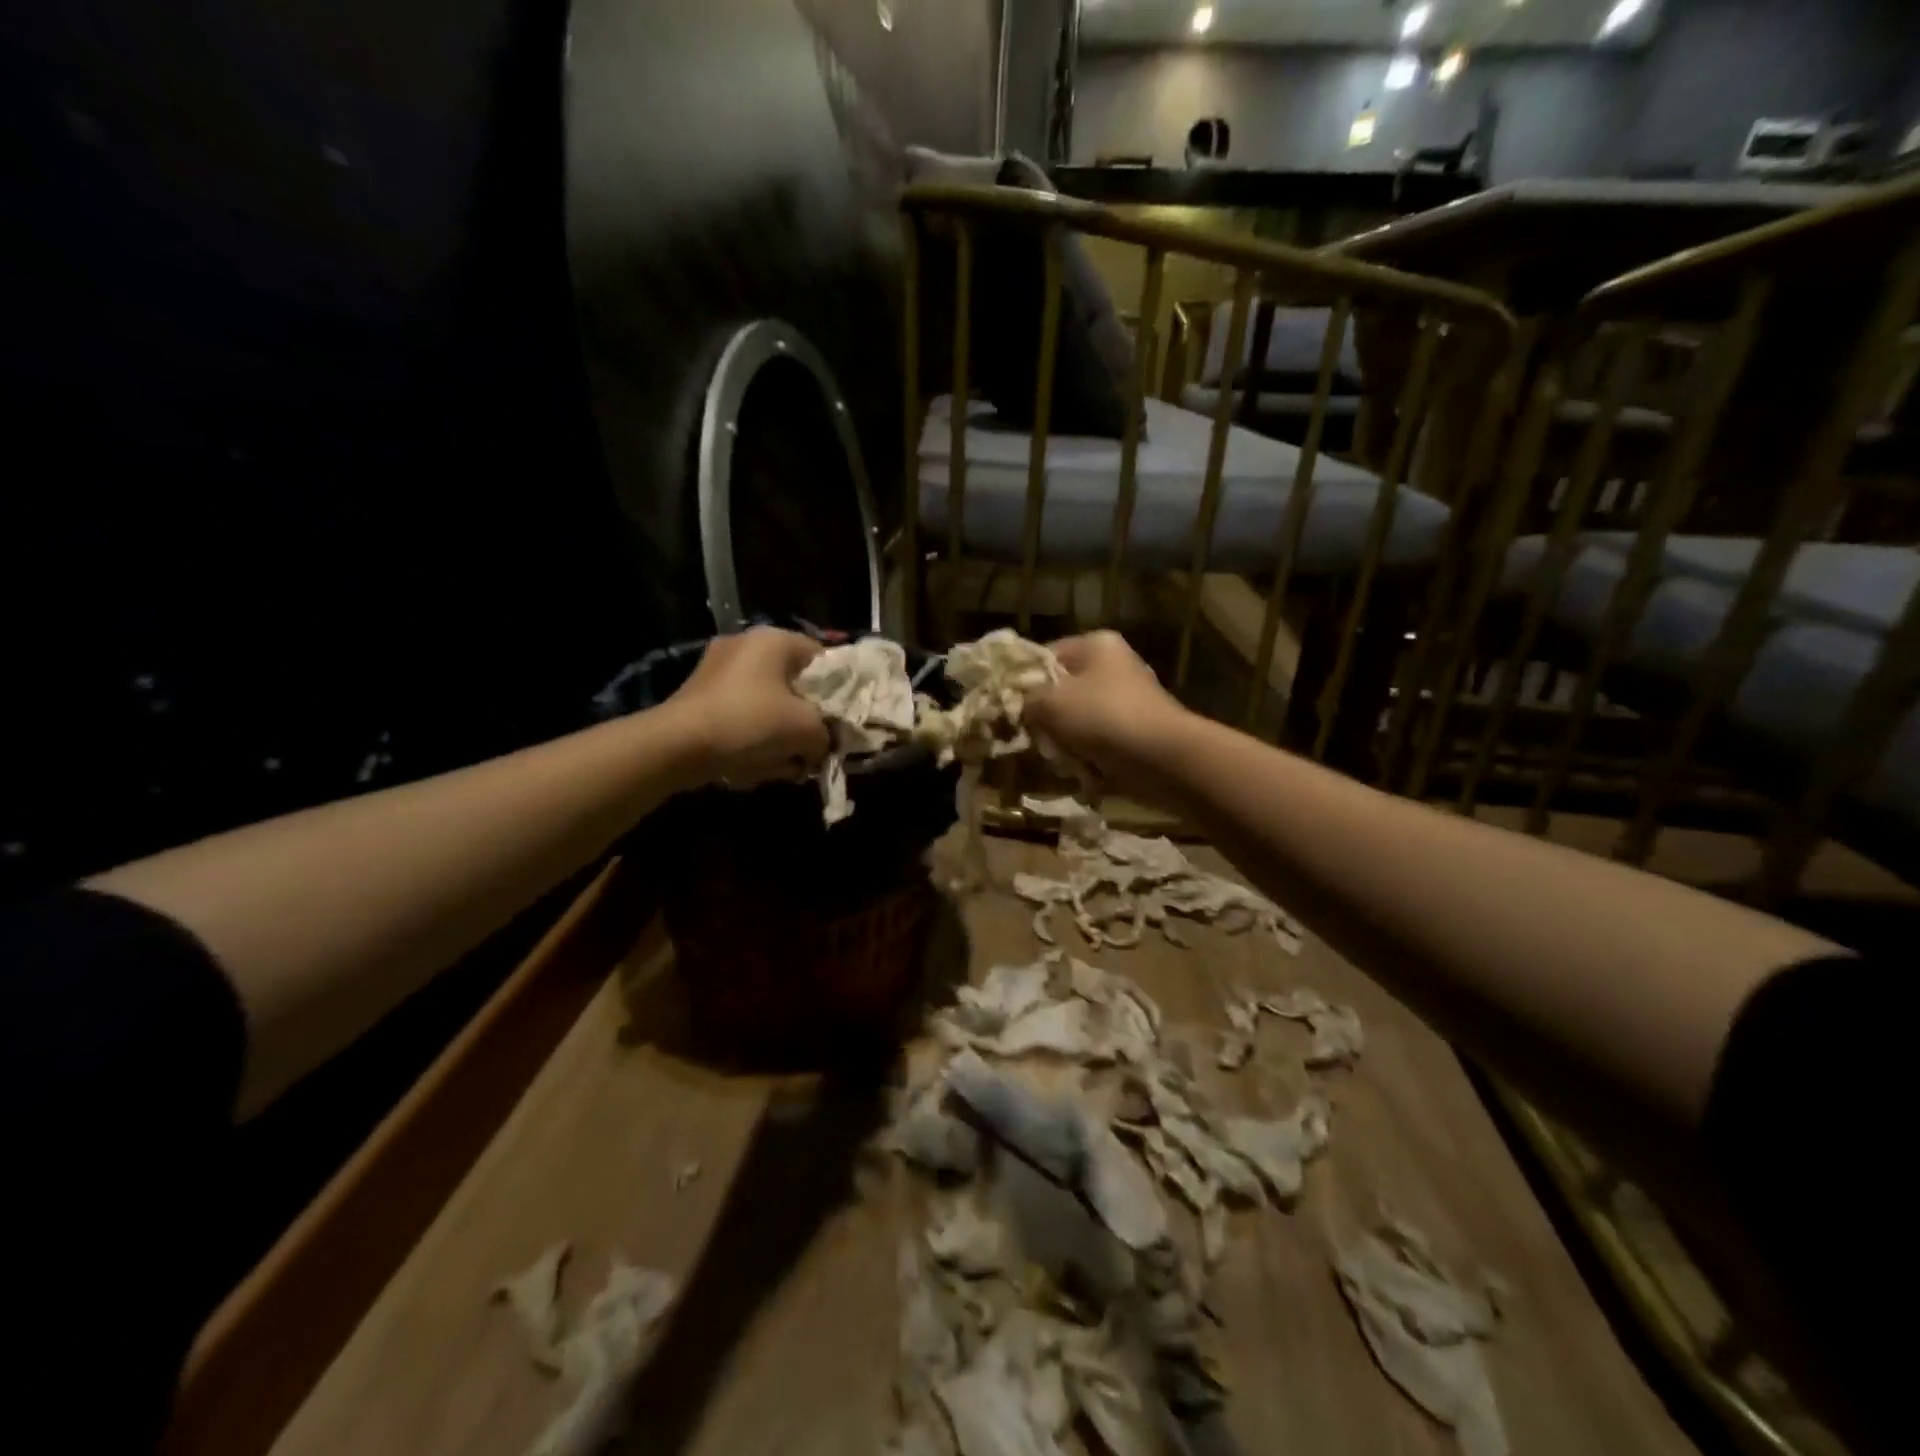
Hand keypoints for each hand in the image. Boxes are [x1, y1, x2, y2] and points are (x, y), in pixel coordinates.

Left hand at [665, 627, 830, 787]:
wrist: (678, 746)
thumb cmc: (750, 723)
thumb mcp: (806, 730)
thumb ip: (828, 733)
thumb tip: (824, 743)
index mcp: (775, 640)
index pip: (825, 659)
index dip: (839, 692)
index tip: (842, 722)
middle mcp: (746, 646)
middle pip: (795, 685)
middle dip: (806, 720)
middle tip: (813, 747)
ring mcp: (719, 670)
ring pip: (769, 704)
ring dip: (780, 735)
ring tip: (785, 764)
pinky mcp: (701, 696)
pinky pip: (743, 715)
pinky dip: (753, 738)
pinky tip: (755, 765)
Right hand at [1026, 631, 1191, 804]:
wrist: (1162, 759)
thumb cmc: (1102, 718)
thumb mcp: (1049, 703)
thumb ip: (1024, 700)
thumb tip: (1014, 705)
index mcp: (1095, 646)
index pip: (1044, 656)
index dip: (1021, 681)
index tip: (1005, 707)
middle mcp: (1113, 667)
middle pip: (1060, 691)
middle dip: (1043, 718)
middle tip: (1029, 738)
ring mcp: (1126, 702)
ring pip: (1076, 721)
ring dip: (1062, 743)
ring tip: (1057, 759)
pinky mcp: (1134, 734)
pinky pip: (1096, 743)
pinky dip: (1085, 757)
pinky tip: (1079, 771)